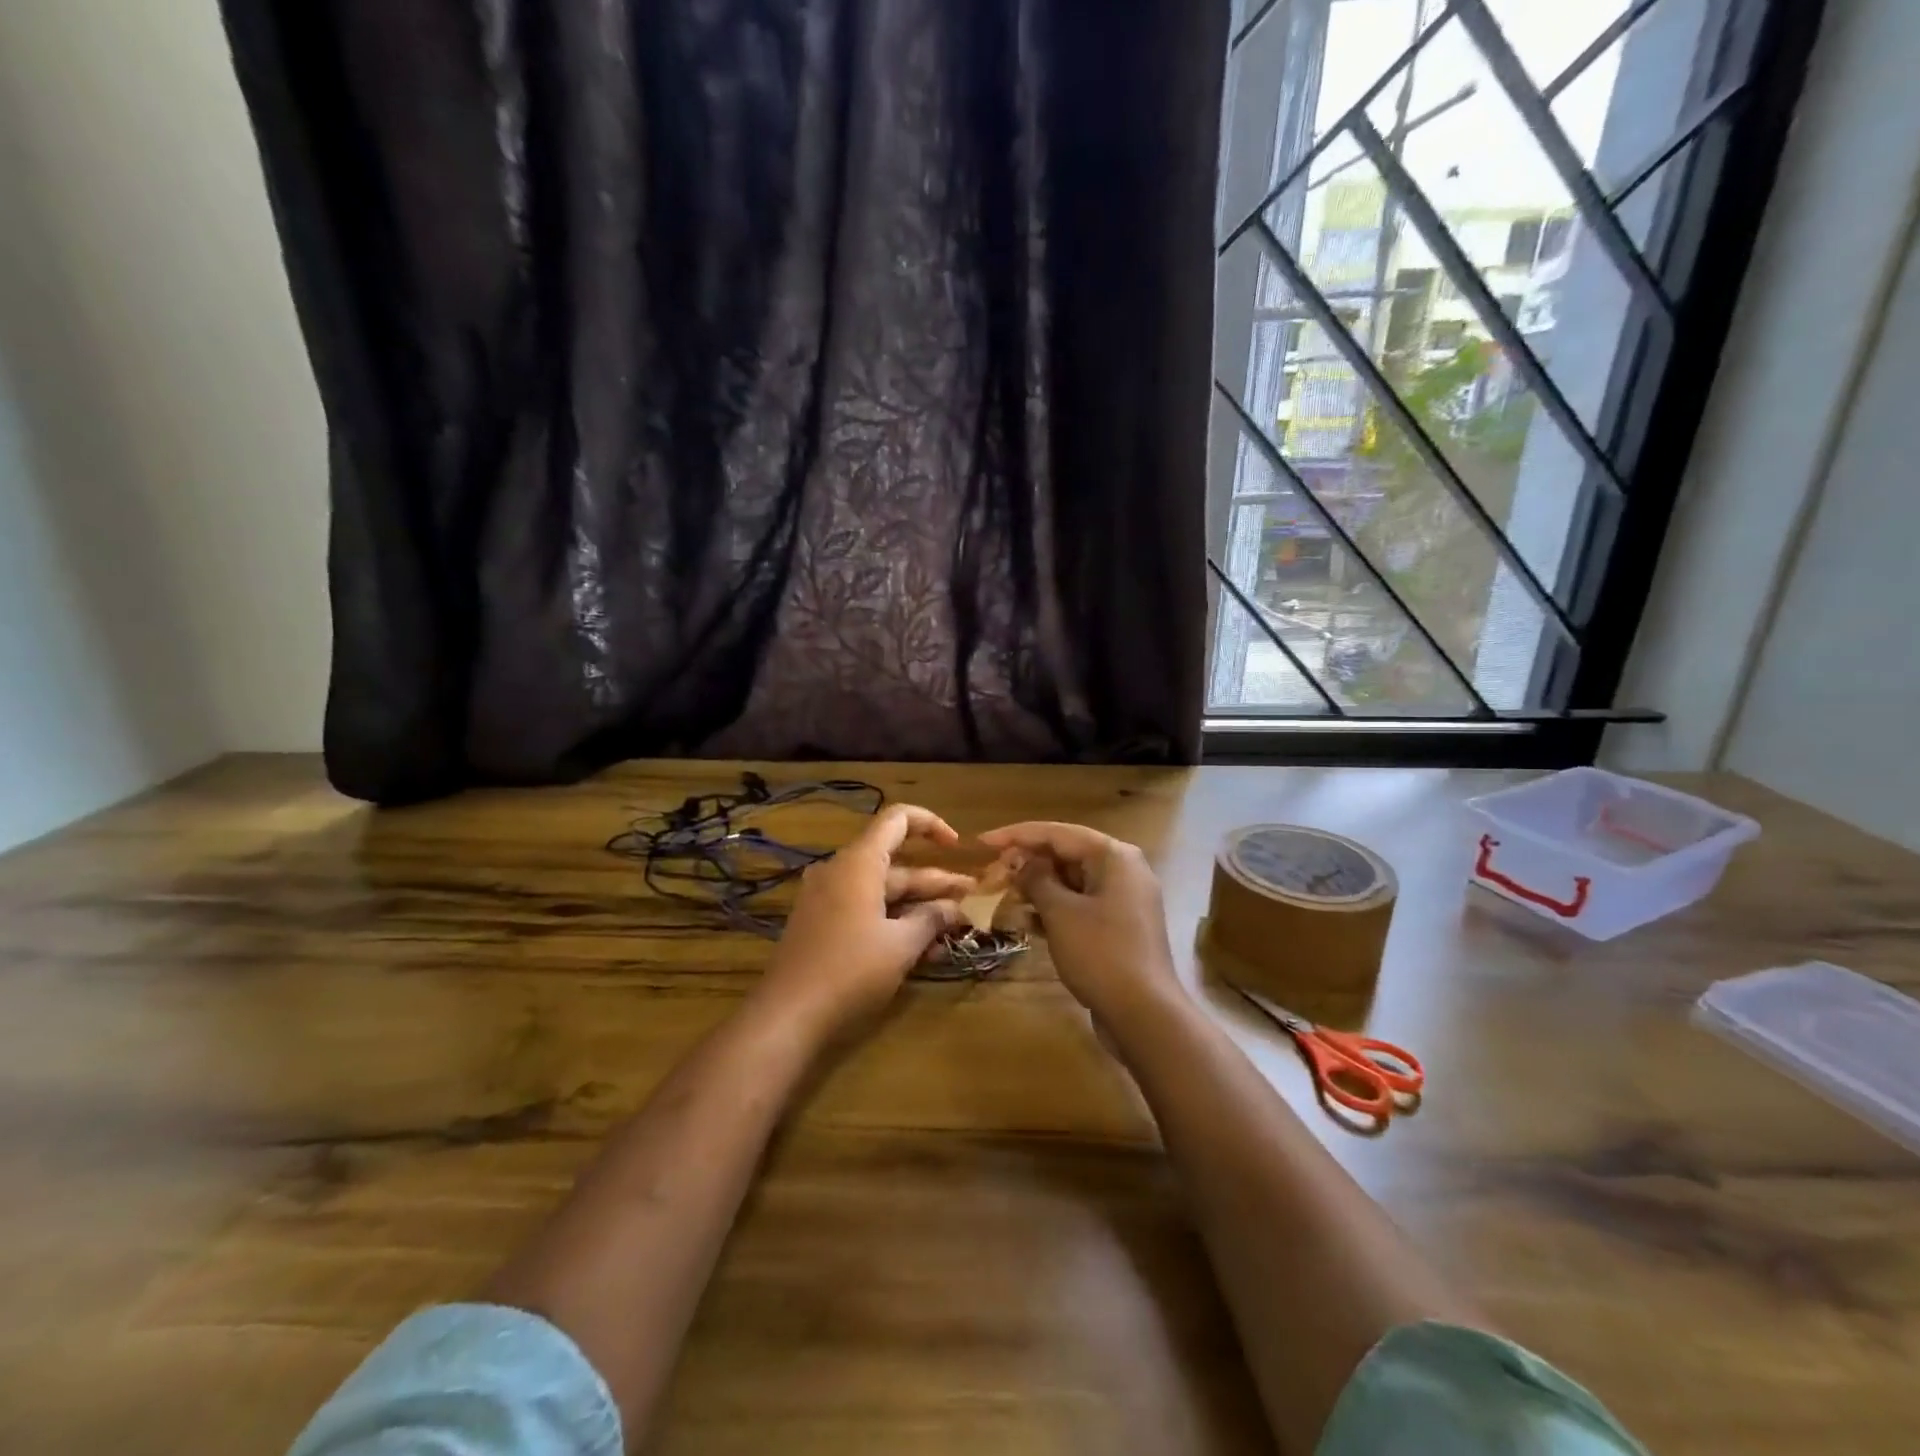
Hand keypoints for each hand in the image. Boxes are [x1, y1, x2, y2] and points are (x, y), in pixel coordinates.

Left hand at [757, 804, 971, 1039]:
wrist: (787, 1016)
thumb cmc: (850, 971)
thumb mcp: (901, 946)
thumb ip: (931, 920)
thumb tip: (956, 908)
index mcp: (859, 863)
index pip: (897, 819)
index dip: (931, 824)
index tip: (957, 847)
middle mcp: (840, 872)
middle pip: (896, 864)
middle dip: (935, 883)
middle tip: (971, 903)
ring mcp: (827, 899)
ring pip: (882, 892)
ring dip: (918, 908)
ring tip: (954, 930)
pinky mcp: (821, 925)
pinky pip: (865, 910)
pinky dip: (894, 921)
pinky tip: (922, 948)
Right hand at [978, 821, 1178, 1023]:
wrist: (1145, 1015)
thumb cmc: (1100, 954)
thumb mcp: (1060, 913)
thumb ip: (1036, 879)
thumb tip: (1021, 862)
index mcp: (1113, 856)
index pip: (1056, 833)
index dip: (1015, 835)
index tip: (981, 842)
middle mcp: (1123, 869)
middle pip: (1066, 854)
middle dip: (1027, 863)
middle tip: (992, 873)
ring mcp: (1124, 899)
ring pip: (1072, 881)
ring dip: (1038, 887)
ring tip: (1003, 895)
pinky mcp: (1119, 926)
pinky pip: (1081, 905)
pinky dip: (1055, 909)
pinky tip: (1026, 921)